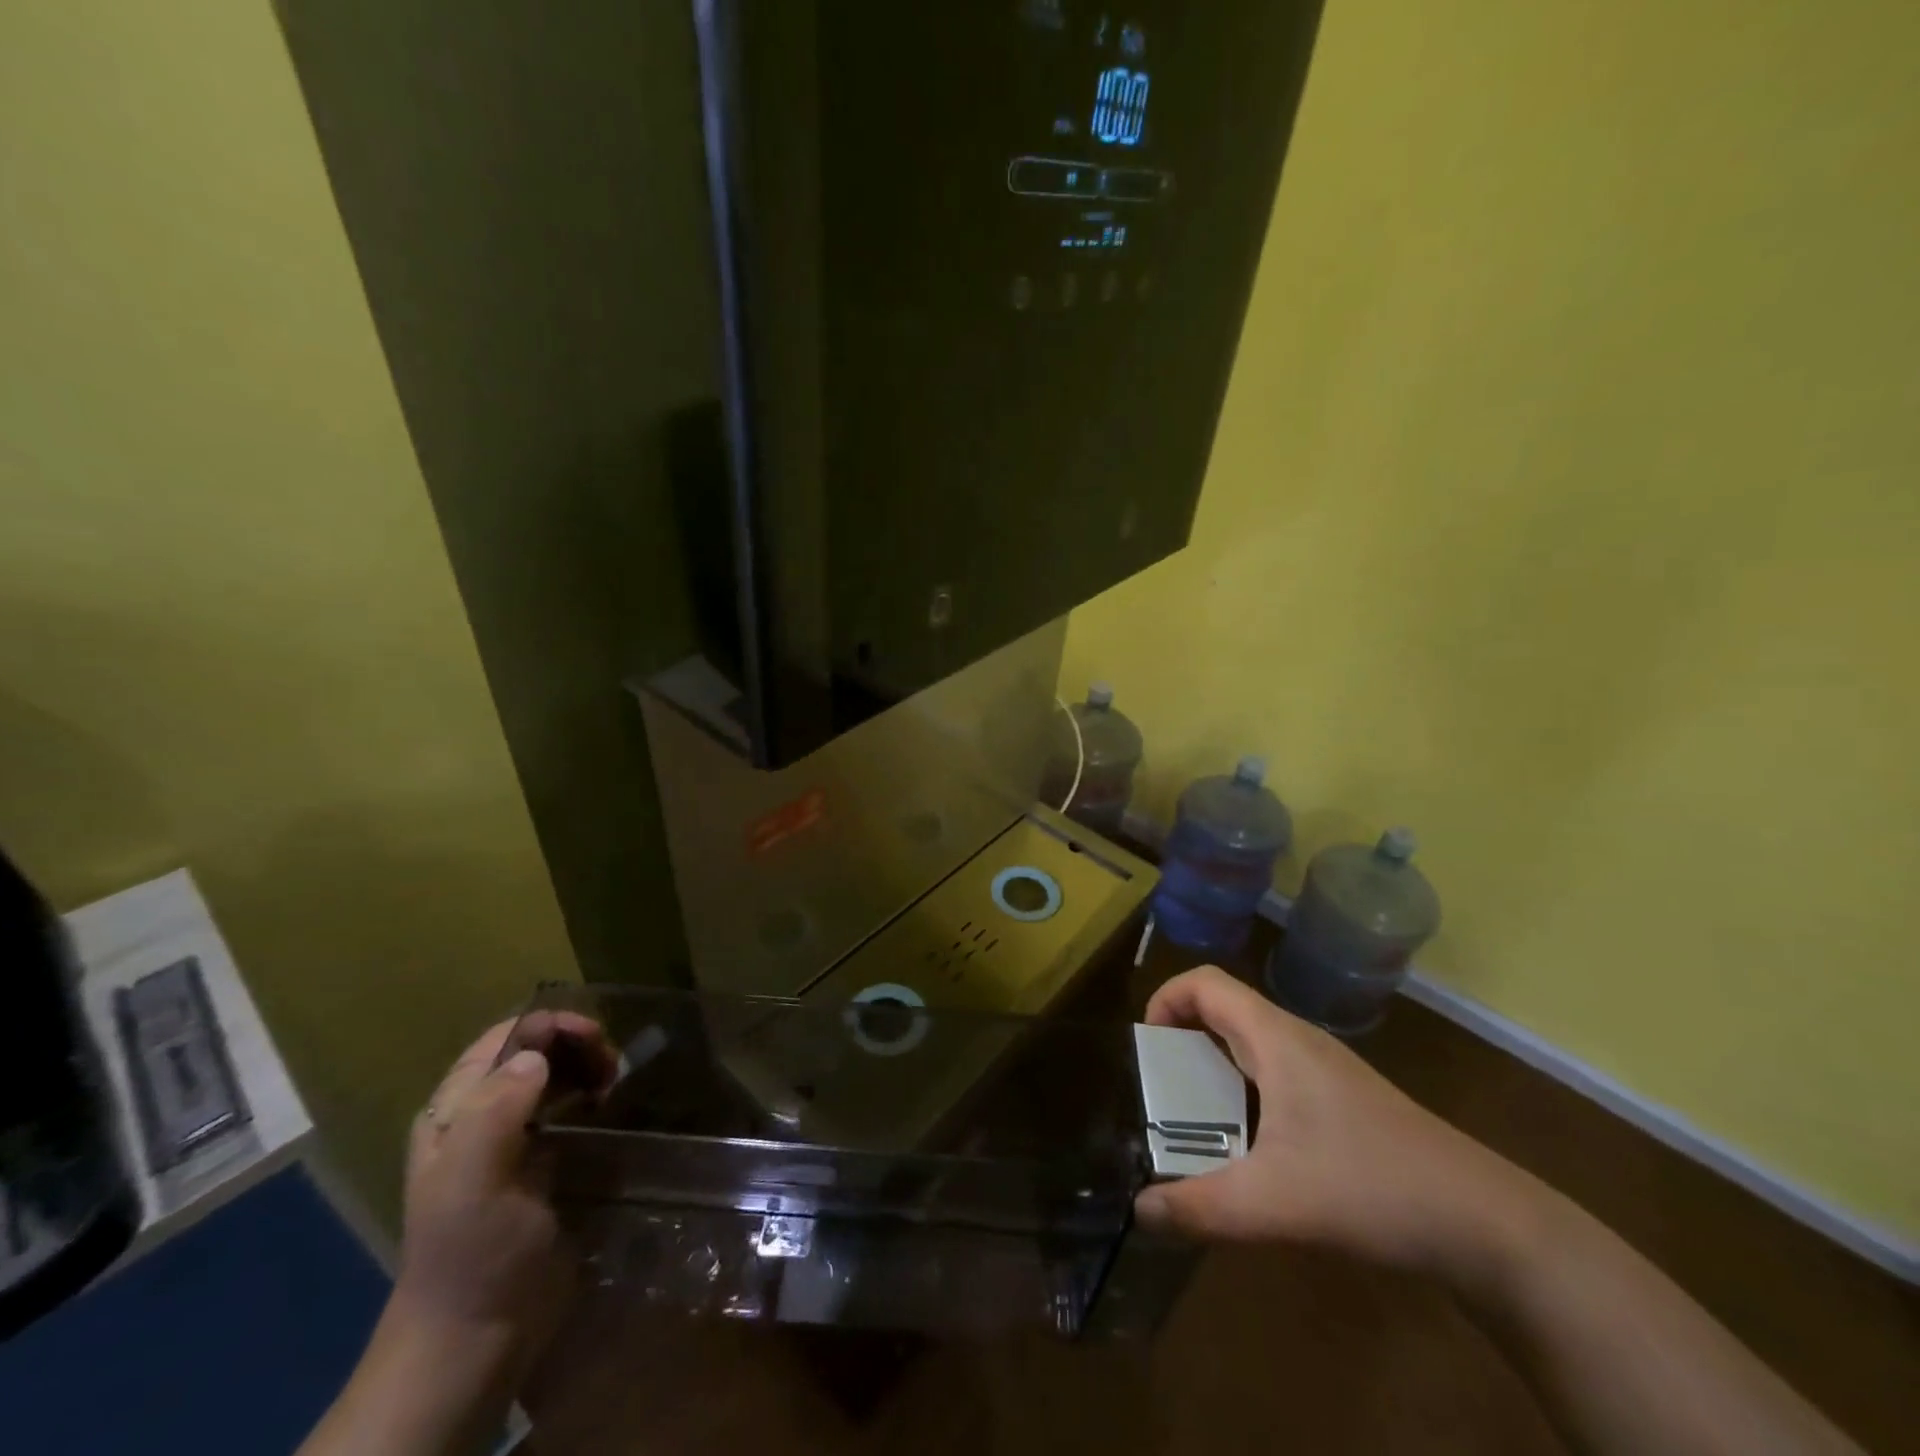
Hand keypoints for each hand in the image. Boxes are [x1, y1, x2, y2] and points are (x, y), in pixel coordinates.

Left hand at [391, 1012, 615, 1369]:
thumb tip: (537, 1055)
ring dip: (586, 1066)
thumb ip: (496, 1111)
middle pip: (532, 1052)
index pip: (502, 1040)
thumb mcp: (472, 1181)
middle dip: (574, 1043)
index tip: (593, 1035)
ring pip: (553, 1077)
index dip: (548, 1026)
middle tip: (611, 1062)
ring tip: (613, 1082)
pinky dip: (591, 1094)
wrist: (478, 1336)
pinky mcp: (542, 1165)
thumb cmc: (472, 1252)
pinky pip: (568, 1110)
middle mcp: (479, 1117)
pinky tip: (608, 1105)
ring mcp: (512, 1142)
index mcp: (453, 1112)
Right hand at [1135, 967, 1533, 1278]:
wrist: (1484, 1223)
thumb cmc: (1372, 1187)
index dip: (1166, 999)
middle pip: (1223, 1011)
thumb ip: (1200, 1206)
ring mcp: (1324, 1070)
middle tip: (1160, 1095)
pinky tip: (1251, 1151)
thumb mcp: (1275, 1202)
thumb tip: (1139, 1210)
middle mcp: (1296, 1040)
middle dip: (1182, 1042)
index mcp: (1275, 1038)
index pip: (1205, 982)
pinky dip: (1244, 1094)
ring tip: (1195, 1125)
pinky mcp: (1342, 1101)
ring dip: (1213, 1071)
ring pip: (1250, 1046)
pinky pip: (1275, 1075)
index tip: (1147, 1049)